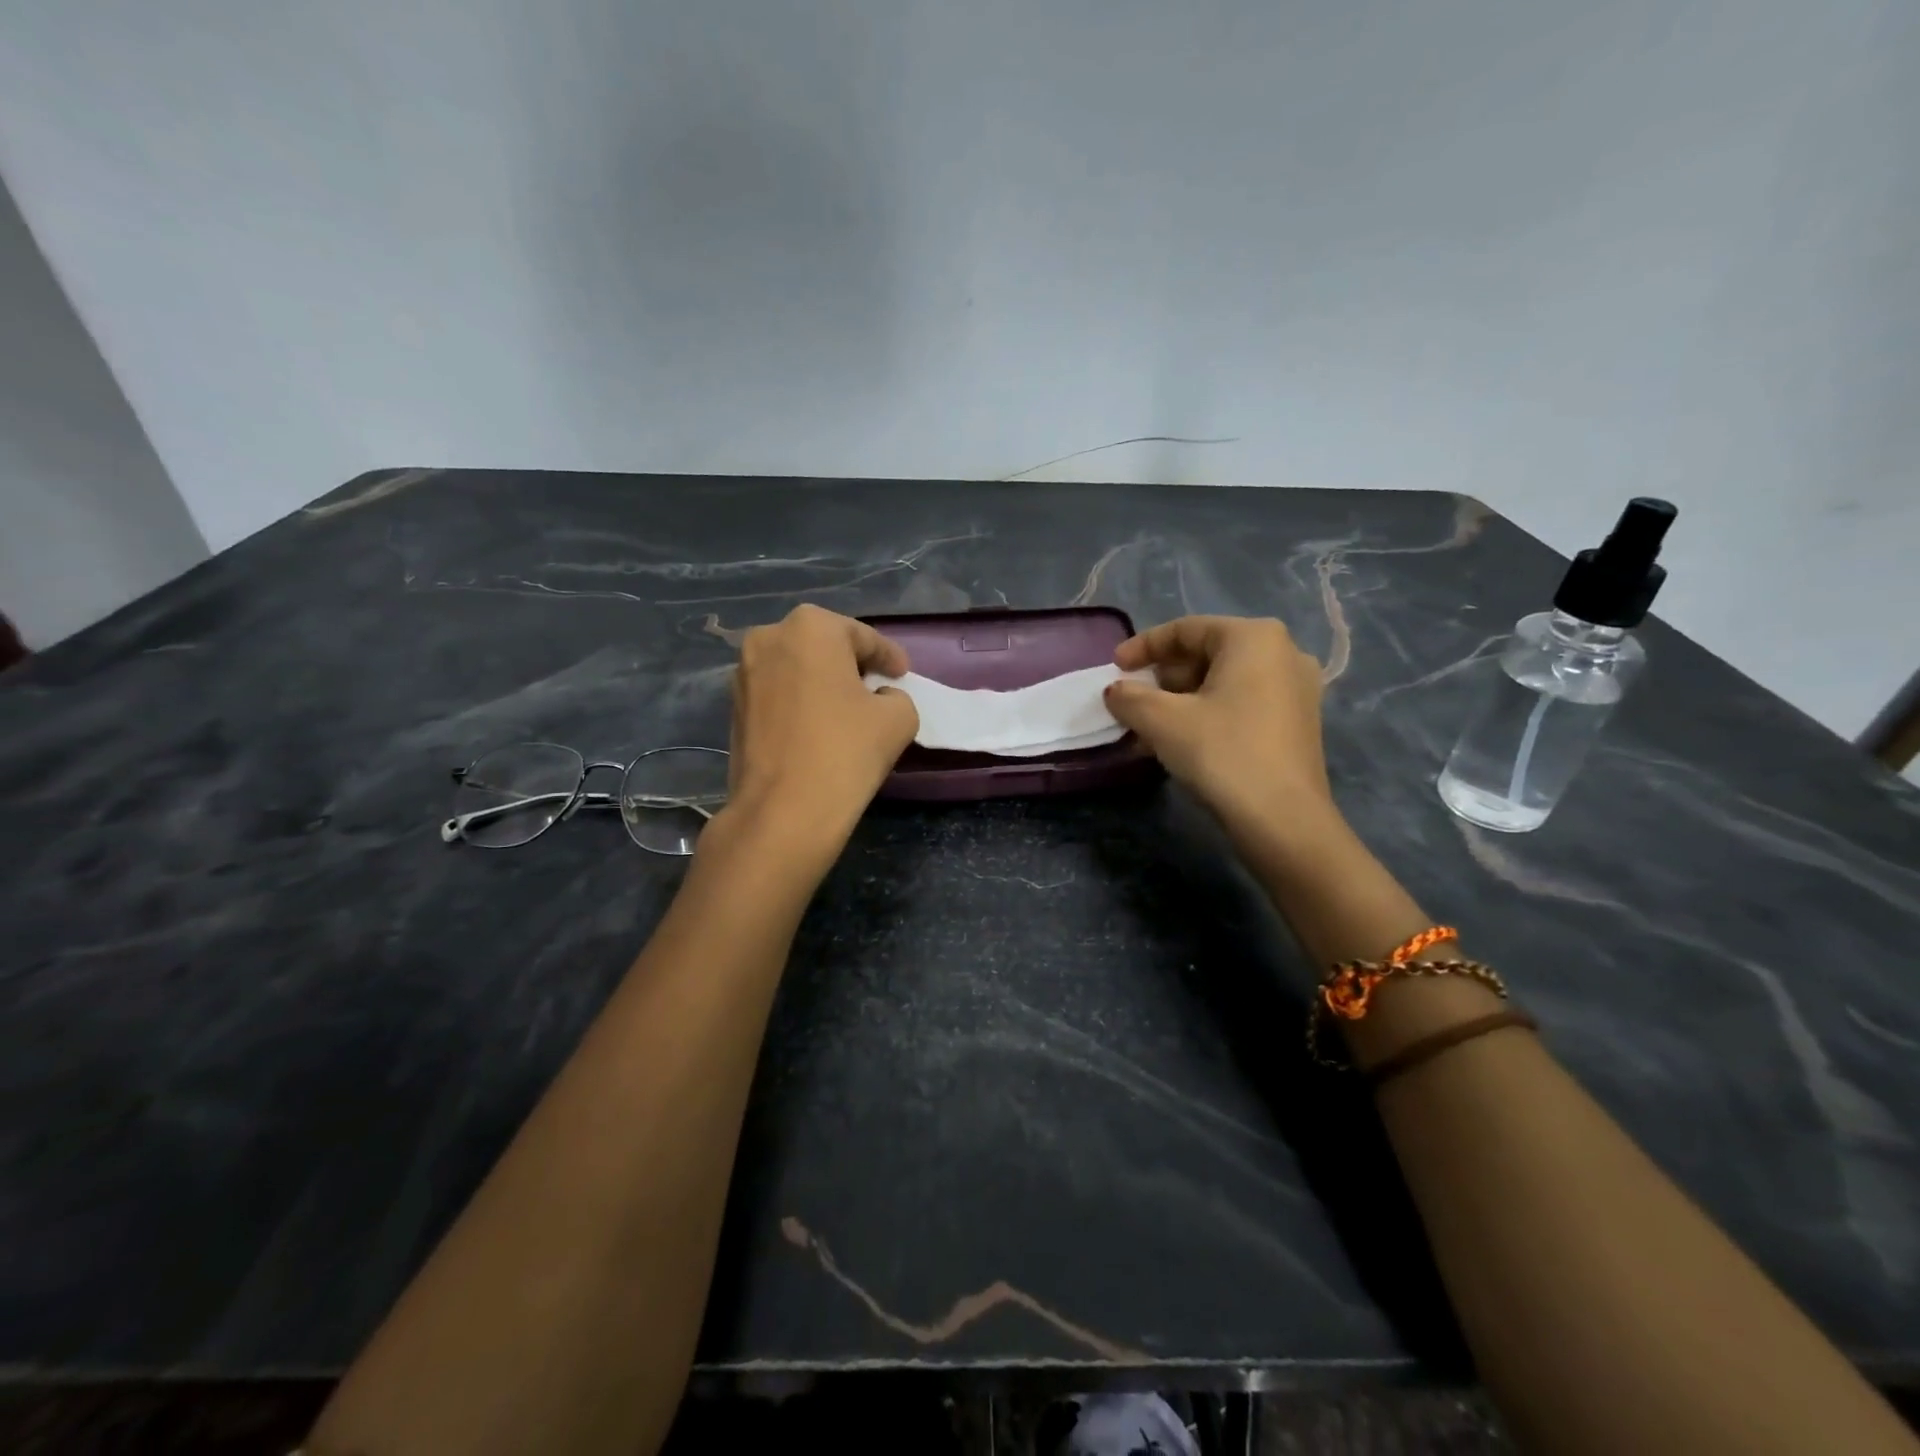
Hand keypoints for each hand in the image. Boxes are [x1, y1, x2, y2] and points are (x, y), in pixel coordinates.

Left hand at [719, 605, 917, 854]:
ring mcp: (744, 673)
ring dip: (822, 682)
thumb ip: (896, 697)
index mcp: (811, 627)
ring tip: (847, 710)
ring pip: (797, 669)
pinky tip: (818, 727)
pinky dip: (800, 702)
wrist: (783, 811)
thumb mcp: (899, 718)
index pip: (862, 637)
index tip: (902, 675)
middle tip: (876, 688)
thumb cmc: (846, 751)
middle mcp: (769, 637)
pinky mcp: (733, 707)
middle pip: (824, 646)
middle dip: (851, 663)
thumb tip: (880, 700)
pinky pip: (778, 694)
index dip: (888, 657)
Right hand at [1105, 616, 1336, 834]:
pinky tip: (1180, 742)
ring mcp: (1297, 690)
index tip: (1114, 668)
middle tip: (1132, 701)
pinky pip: (1242, 704)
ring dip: (1181, 701)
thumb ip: (1130, 697)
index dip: (1143, 646)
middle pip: (1207, 654)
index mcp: (1254, 638)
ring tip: (1148, 728)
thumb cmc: (1222, 753)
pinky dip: (1207, 715)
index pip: (1186, 630)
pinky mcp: (1298, 723)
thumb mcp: (1162, 721)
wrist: (1282, 819)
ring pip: (1223, 683)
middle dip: (1163, 679)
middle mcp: (1284, 652)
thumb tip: (1115, 691)